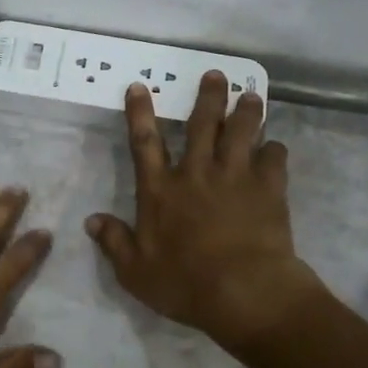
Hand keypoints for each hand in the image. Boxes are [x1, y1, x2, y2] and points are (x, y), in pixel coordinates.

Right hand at [86, 72, 325, 355]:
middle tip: (216, 75)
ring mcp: (235, 177)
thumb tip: (91, 221)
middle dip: (208, 97)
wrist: (244, 292)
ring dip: (246, 112)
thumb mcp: (135, 272)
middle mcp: (196, 173)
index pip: (144, 142)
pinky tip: (276, 147)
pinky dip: (275, 150)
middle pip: (202, 125)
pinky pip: (274, 159)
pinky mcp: (268, 189)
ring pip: (241, 132)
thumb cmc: (185, 284)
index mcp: (160, 190)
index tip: (139, 86)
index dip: (139, 113)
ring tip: (252, 96)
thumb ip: (114, 242)